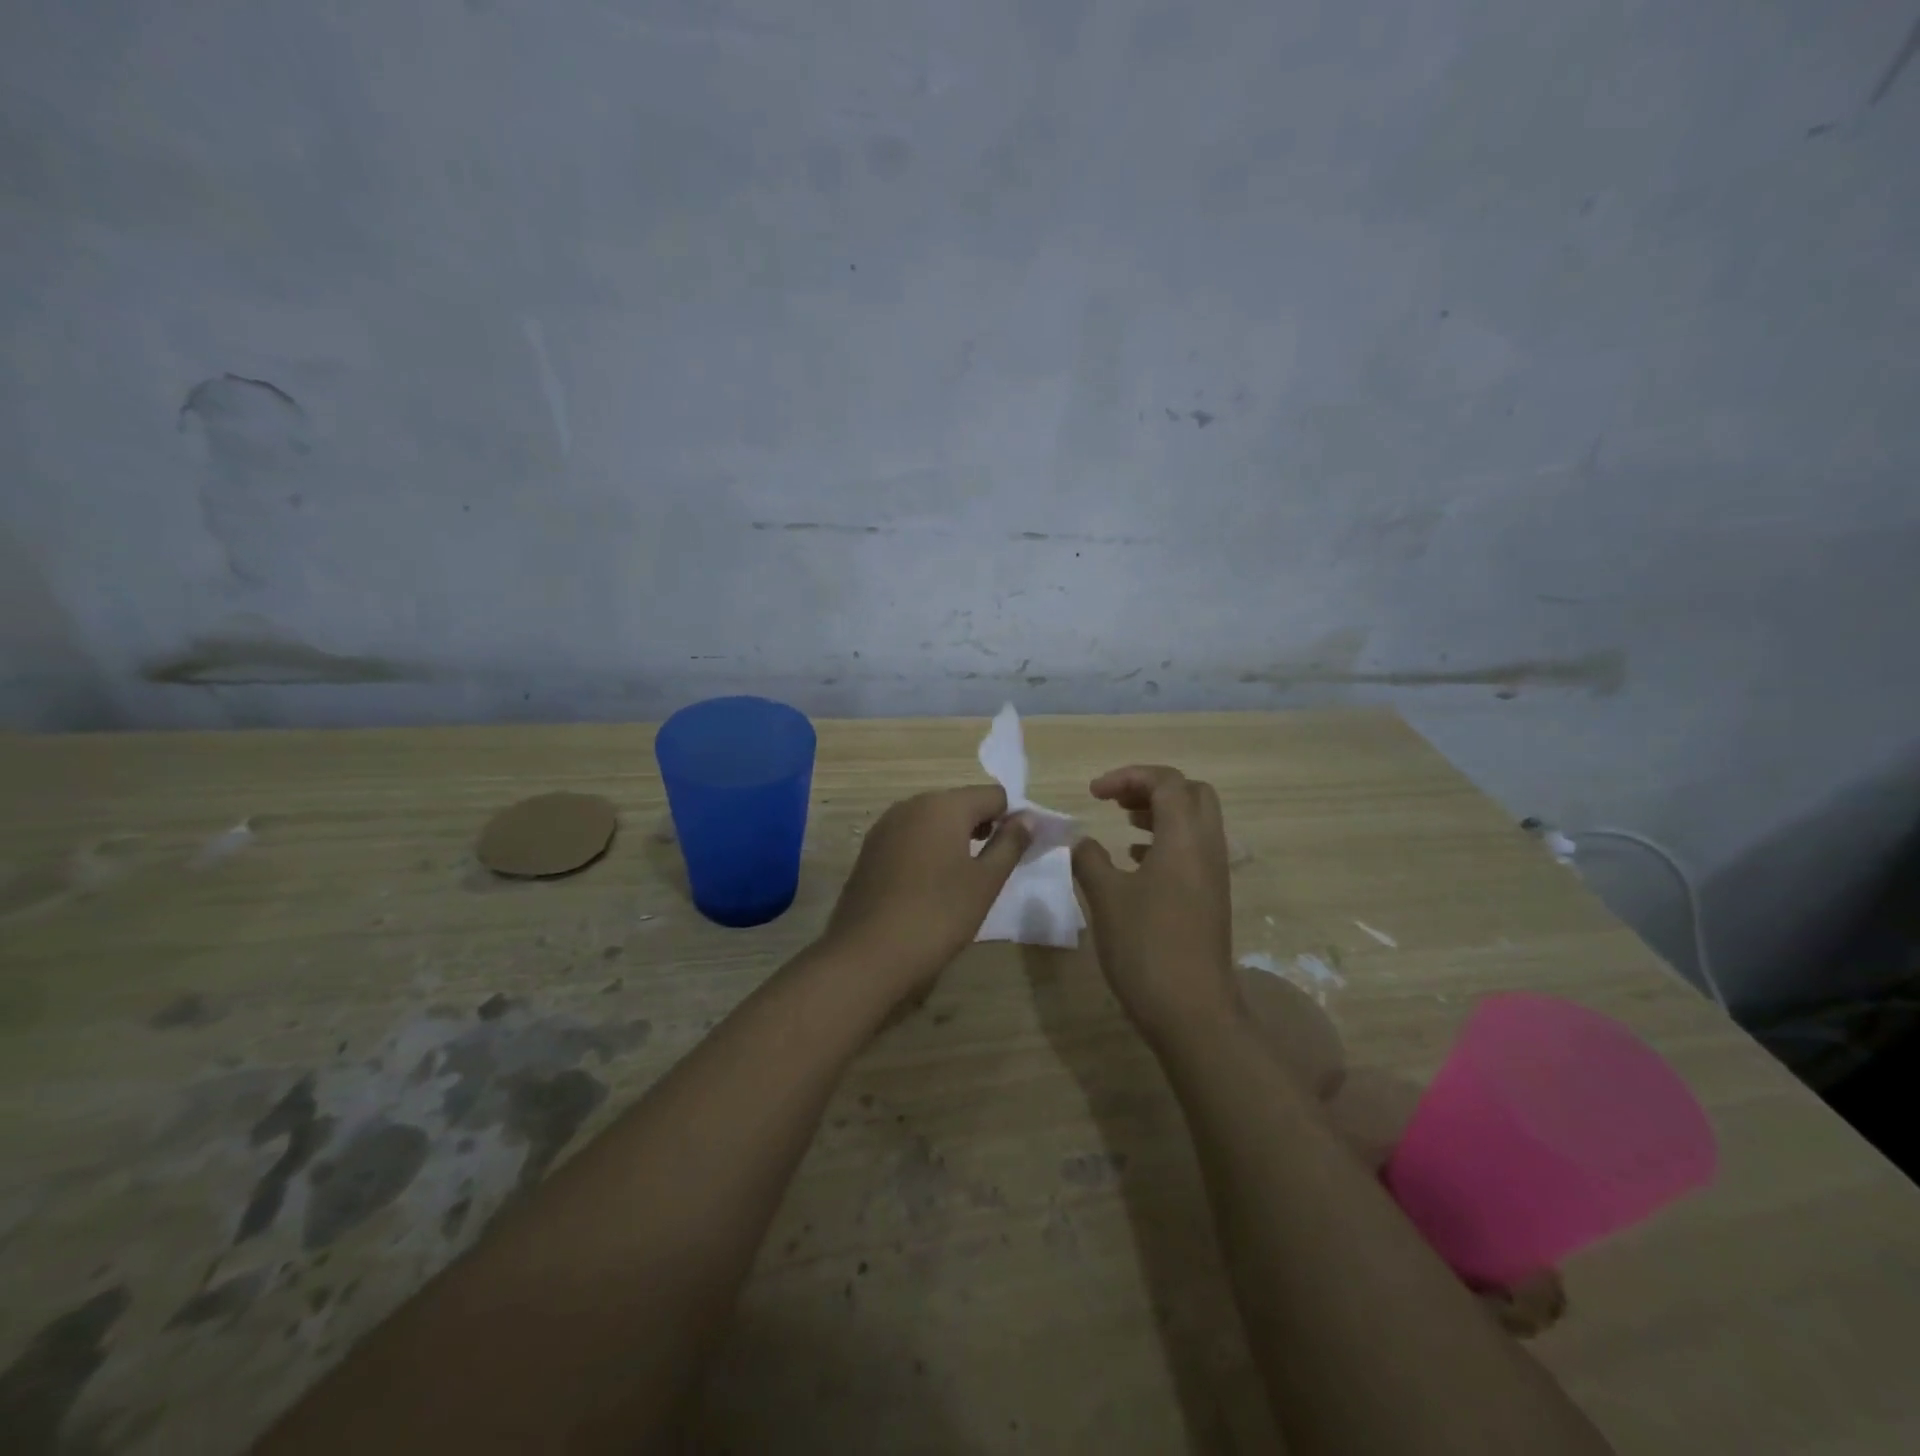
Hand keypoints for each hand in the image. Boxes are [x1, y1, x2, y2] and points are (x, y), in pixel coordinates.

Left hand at [819, 785, 1030, 995]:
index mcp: (944, 805)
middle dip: (981, 827)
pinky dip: (927, 850)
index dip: (1011, 818)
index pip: (993, 795)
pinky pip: (909, 837)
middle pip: (960, 803)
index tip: (1015, 852)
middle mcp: (912, 804)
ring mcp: (885, 825)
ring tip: (961, 879)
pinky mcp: (870, 849)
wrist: (868, 953)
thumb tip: (1027, 817)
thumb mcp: (986, 882)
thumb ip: (1010, 844)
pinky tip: (929, 885)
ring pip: (933, 820)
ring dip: (953, 839)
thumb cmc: (938, 915)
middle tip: (991, 868)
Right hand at [1071, 765, 1238, 1037]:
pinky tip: (1136, 860)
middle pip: (1192, 793)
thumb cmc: (1146, 947)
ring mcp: (1213, 875)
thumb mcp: (1106, 897)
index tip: (1093, 793)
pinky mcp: (1210, 898)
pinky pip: (1193, 850)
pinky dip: (1166, 840)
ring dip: (1160, 813)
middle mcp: (1207, 848)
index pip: (1166, 782)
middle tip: (1116, 801)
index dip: (1128, 776)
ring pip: (1195, 822)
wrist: (1192, 1011)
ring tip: (1123, 823)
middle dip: (1152, 788)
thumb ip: (1089, 859)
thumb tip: (1081, 841)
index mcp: (1184, 838)